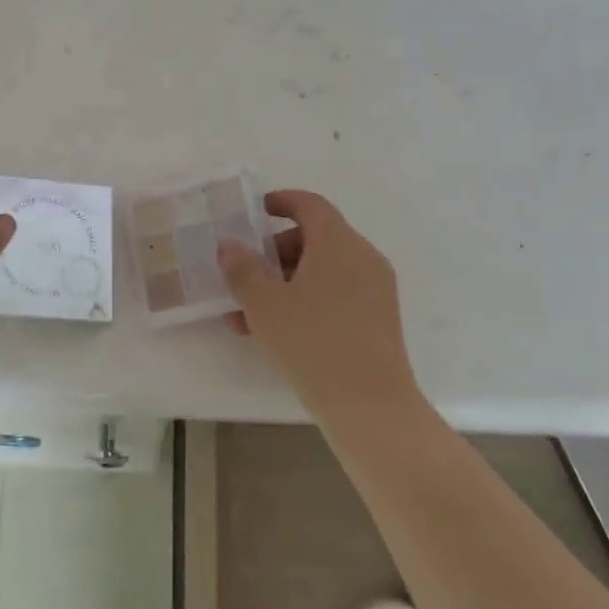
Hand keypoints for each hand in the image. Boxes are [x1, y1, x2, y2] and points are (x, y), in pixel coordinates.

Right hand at [217, 190, 422, 415]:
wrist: (370, 407)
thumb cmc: (313, 342)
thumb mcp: (264, 304)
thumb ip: (242, 269)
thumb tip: (230, 246)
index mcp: (339, 244)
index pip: (310, 205)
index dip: (282, 201)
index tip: (255, 210)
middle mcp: (363, 258)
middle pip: (315, 238)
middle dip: (274, 252)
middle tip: (244, 273)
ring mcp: (375, 290)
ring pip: (322, 271)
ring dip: (284, 283)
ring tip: (246, 315)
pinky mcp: (378, 319)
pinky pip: (336, 294)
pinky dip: (305, 300)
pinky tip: (274, 332)